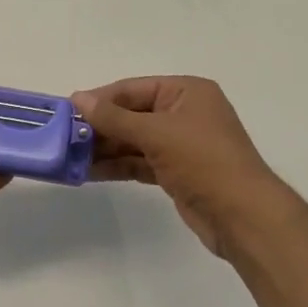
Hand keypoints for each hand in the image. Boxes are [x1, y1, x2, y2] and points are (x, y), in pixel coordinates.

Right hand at [72, 76, 295, 258]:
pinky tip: (88, 171)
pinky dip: (117, 165)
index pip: (132, 88)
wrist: (244, 218)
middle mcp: (184, 113)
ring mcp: (180, 144)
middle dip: (99, 127)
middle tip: (63, 137)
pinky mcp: (176, 172)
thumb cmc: (204, 162)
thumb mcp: (156, 133)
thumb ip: (114, 117)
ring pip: (132, 140)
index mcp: (186, 92)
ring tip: (69, 156)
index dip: (100, 99)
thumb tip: (78, 98)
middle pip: (131, 114)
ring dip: (103, 148)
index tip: (67, 110)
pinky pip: (138, 162)